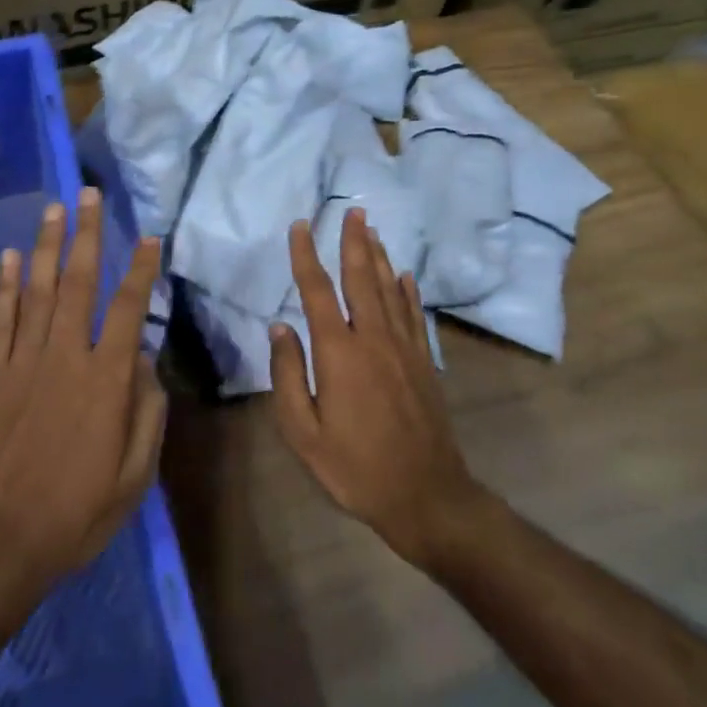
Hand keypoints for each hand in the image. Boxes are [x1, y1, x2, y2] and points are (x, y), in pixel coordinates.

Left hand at [0, 187, 166, 600]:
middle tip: (88, 194)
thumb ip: (147, 414)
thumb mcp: (134, 478)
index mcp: (105, 381)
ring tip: (53, 209)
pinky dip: (3, 286)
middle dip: (86, 235)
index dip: (141, 269)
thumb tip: (145, 363)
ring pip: (37, 291)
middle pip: (78, 283)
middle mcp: (63, 358)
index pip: (128, 309)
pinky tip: (7, 258)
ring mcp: (22, 363)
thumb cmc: (74, 516)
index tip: (150, 236)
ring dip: (46, 246)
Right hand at [269, 209, 486, 567]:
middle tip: (352, 210)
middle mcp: (373, 338)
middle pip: (361, 278)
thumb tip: (281, 327)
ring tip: (372, 230)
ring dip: (379, 257)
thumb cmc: (355, 467)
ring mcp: (404, 348)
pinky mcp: (424, 362)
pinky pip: (414, 315)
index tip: (300, 227)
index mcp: (339, 352)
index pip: (317, 291)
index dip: (306, 256)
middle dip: (354, 242)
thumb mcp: (303, 432)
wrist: (426, 495)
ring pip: (389, 290)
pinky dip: (407, 291)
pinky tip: (404, 275)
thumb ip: (288, 375)